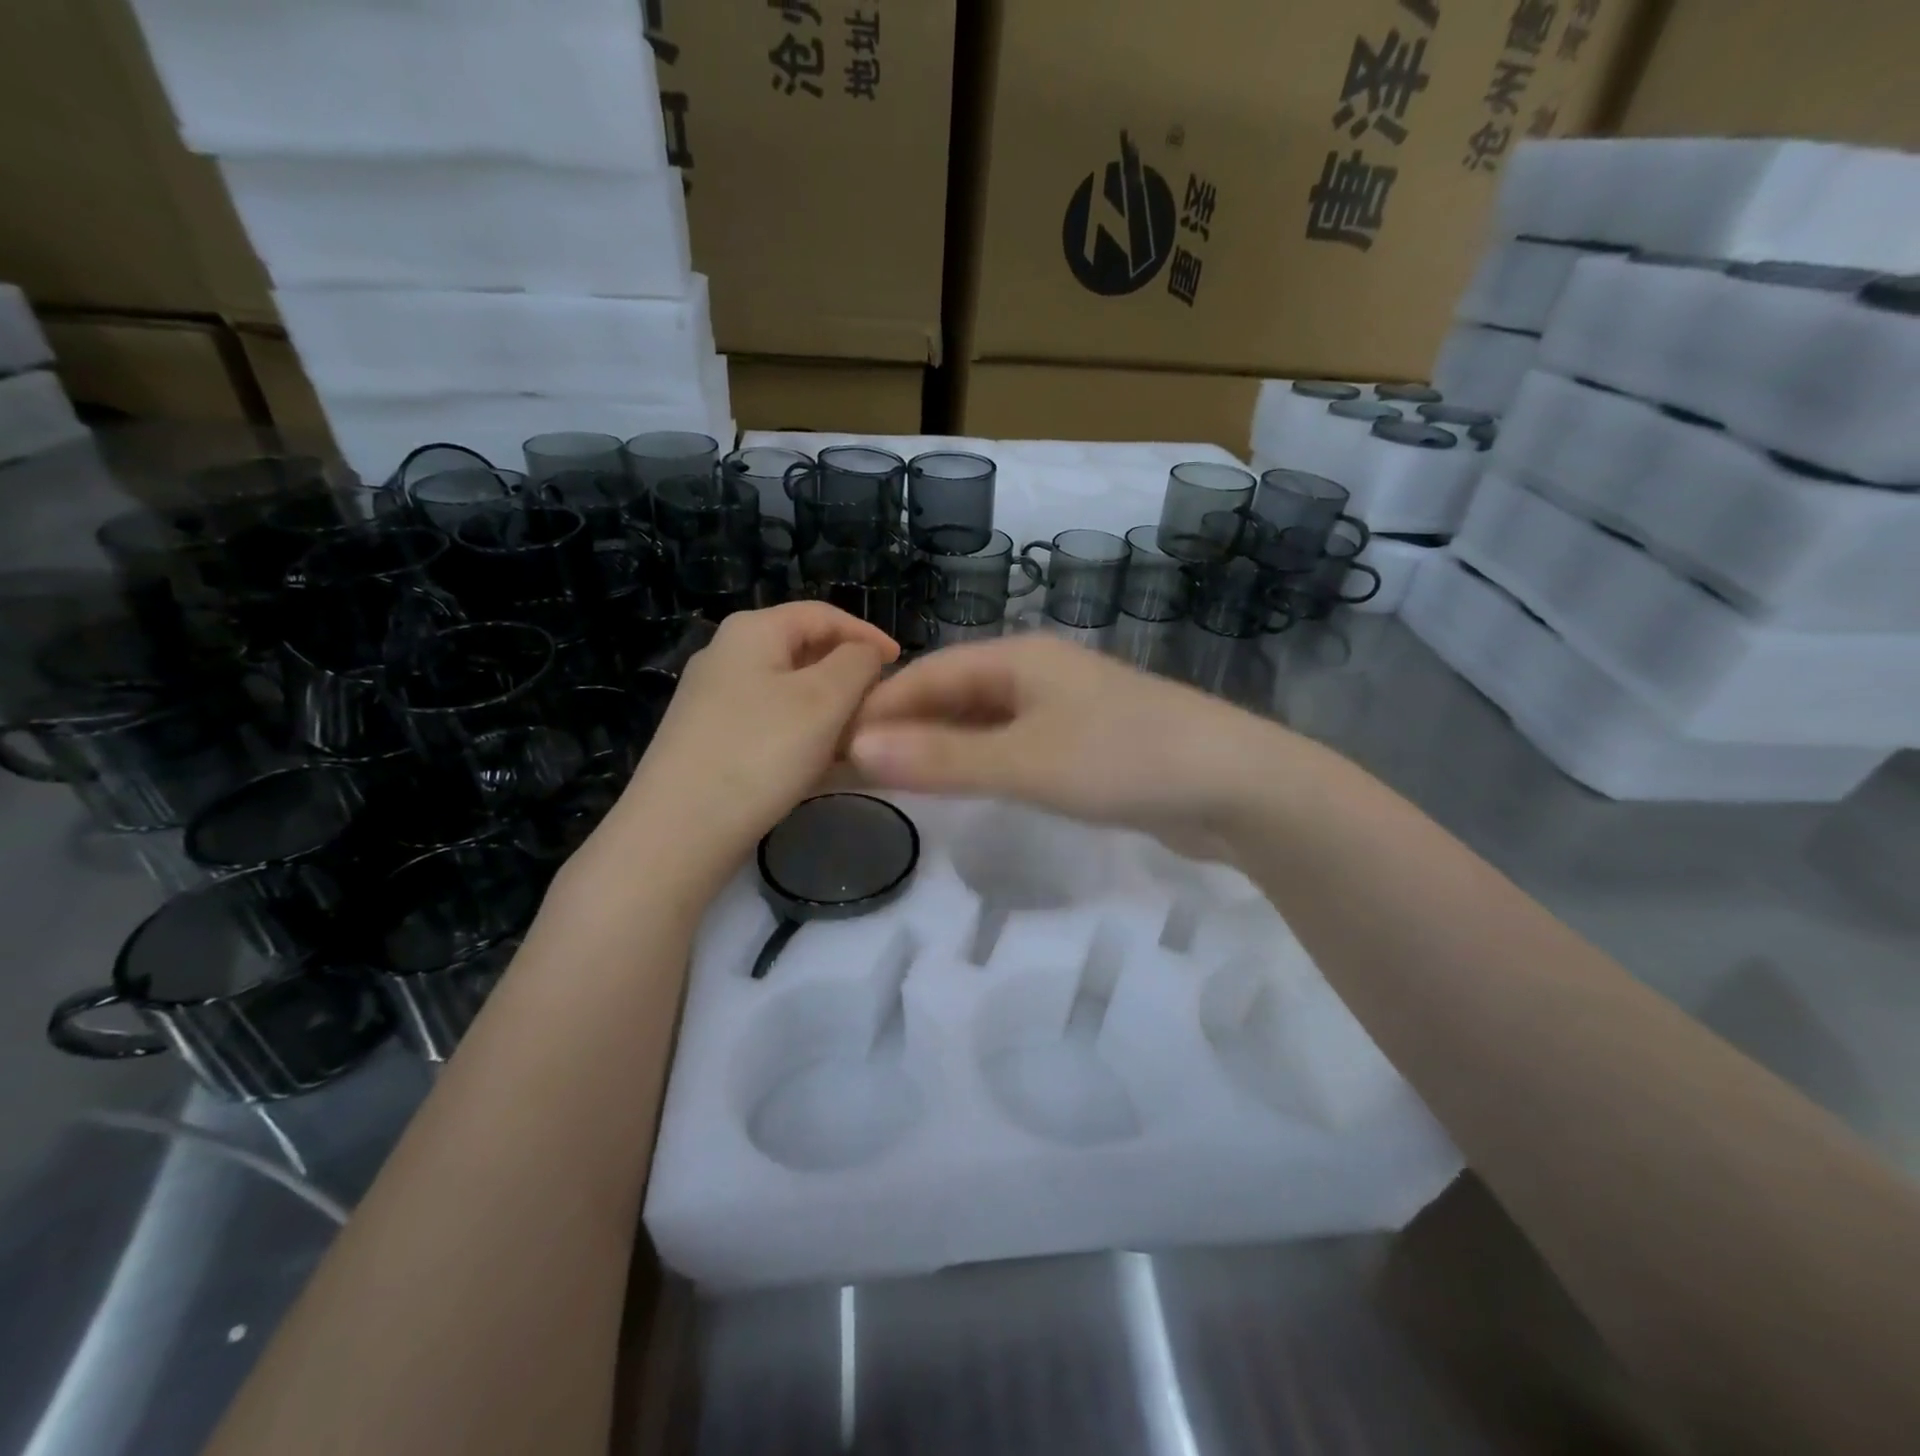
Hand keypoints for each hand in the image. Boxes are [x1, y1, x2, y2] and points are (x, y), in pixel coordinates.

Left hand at [583, 604, 896, 896]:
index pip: (823, 614)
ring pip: (789, 693)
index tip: (902, 664)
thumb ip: (857, 663)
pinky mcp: (709, 740)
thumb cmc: (761, 752)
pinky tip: (823, 766)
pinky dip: (803, 736)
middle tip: (883, 707)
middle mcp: (726, 656)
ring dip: (830, 711)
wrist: (679, 831)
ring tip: (860, 740)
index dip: (868, 634)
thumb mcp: (824, 699)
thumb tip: (865, 654)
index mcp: (752, 631)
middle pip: (804, 652)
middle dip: (849, 677)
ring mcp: (712, 701)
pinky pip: (770, 725)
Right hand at [849, 635, 1283, 860]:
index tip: (830, 741)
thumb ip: (943, 757)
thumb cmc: (1124, 760)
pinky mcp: (1085, 743)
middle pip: (953, 693)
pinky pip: (1014, 744)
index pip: (926, 674)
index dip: (877, 706)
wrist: (1235, 786)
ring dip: (940, 745)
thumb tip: (857, 745)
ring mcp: (1065, 707)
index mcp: (1019, 658)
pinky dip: (980, 760)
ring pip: (984, 720)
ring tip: (896, 779)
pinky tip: (965, 783)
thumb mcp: (1025, 762)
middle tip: (854, 768)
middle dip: (904, 726)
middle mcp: (1037, 673)